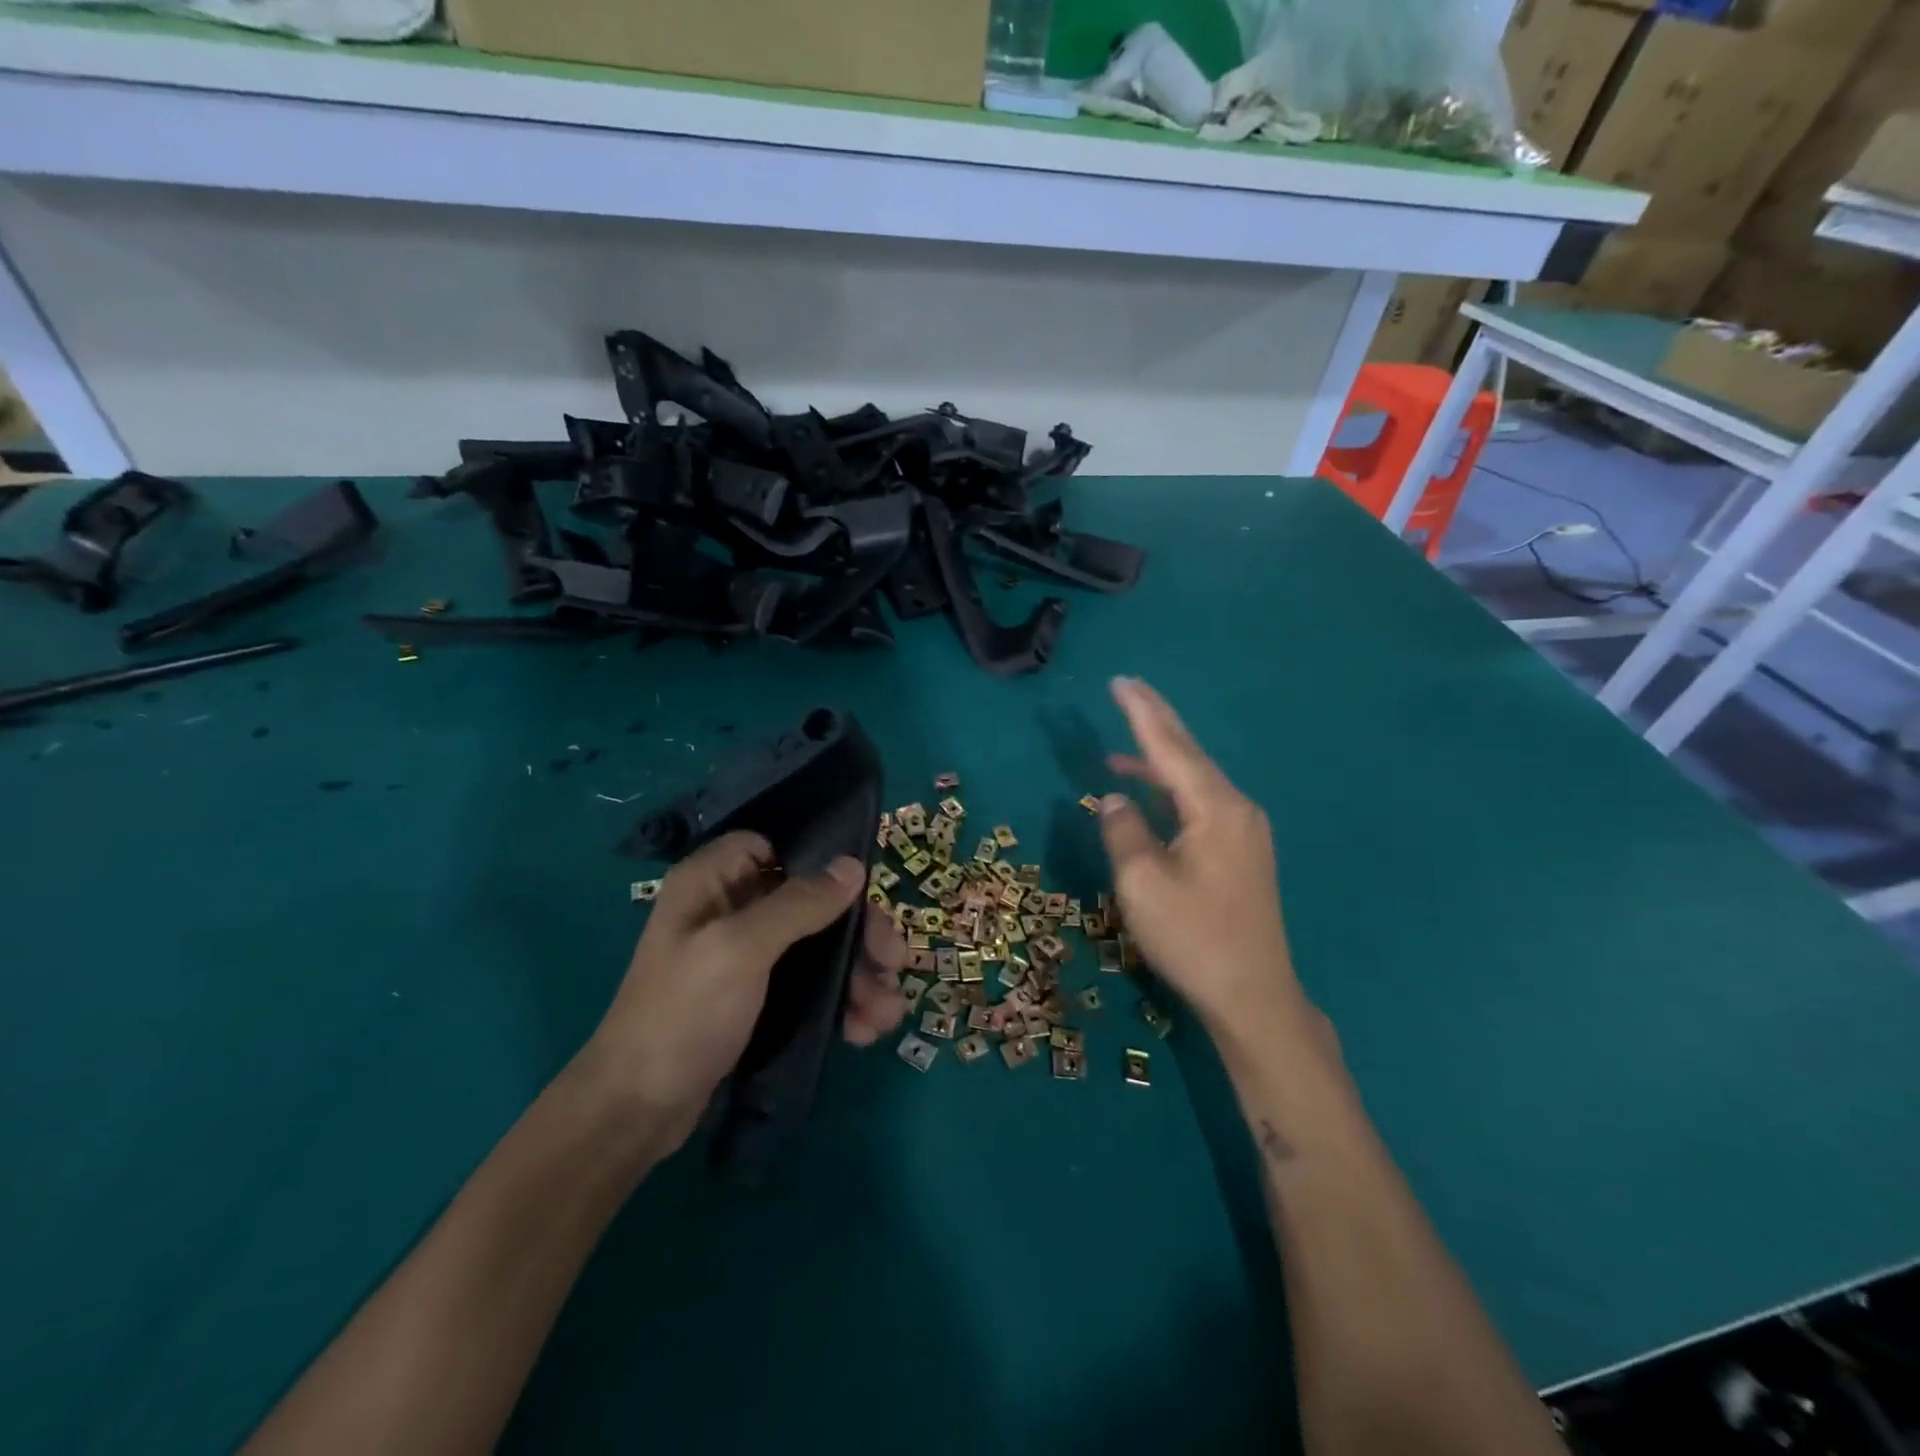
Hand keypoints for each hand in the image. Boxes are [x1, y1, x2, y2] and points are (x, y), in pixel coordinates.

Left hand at [582, 832, 910, 1154]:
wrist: (637, 1111)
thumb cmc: (684, 1013)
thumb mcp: (741, 949)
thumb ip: (799, 904)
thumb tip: (853, 866)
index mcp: (712, 883)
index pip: (772, 846)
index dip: (817, 861)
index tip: (860, 888)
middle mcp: (729, 911)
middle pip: (809, 901)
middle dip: (857, 932)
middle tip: (894, 960)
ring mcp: (744, 959)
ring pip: (817, 947)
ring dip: (857, 975)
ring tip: (889, 1011)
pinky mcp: (757, 1000)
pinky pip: (810, 986)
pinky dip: (840, 1002)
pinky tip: (866, 1029)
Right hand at [1098, 677, 1307, 1033]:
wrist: (1253, 995)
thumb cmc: (1193, 937)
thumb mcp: (1142, 883)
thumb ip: (1123, 829)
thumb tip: (1115, 798)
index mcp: (1215, 808)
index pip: (1170, 747)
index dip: (1141, 713)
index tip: (1121, 681)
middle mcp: (1236, 808)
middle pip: (1189, 754)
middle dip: (1156, 721)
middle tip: (1128, 689)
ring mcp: (1244, 831)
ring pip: (1195, 780)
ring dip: (1159, 759)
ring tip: (1121, 746)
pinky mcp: (1242, 852)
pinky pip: (1201, 803)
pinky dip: (1170, 791)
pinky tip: (1148, 795)